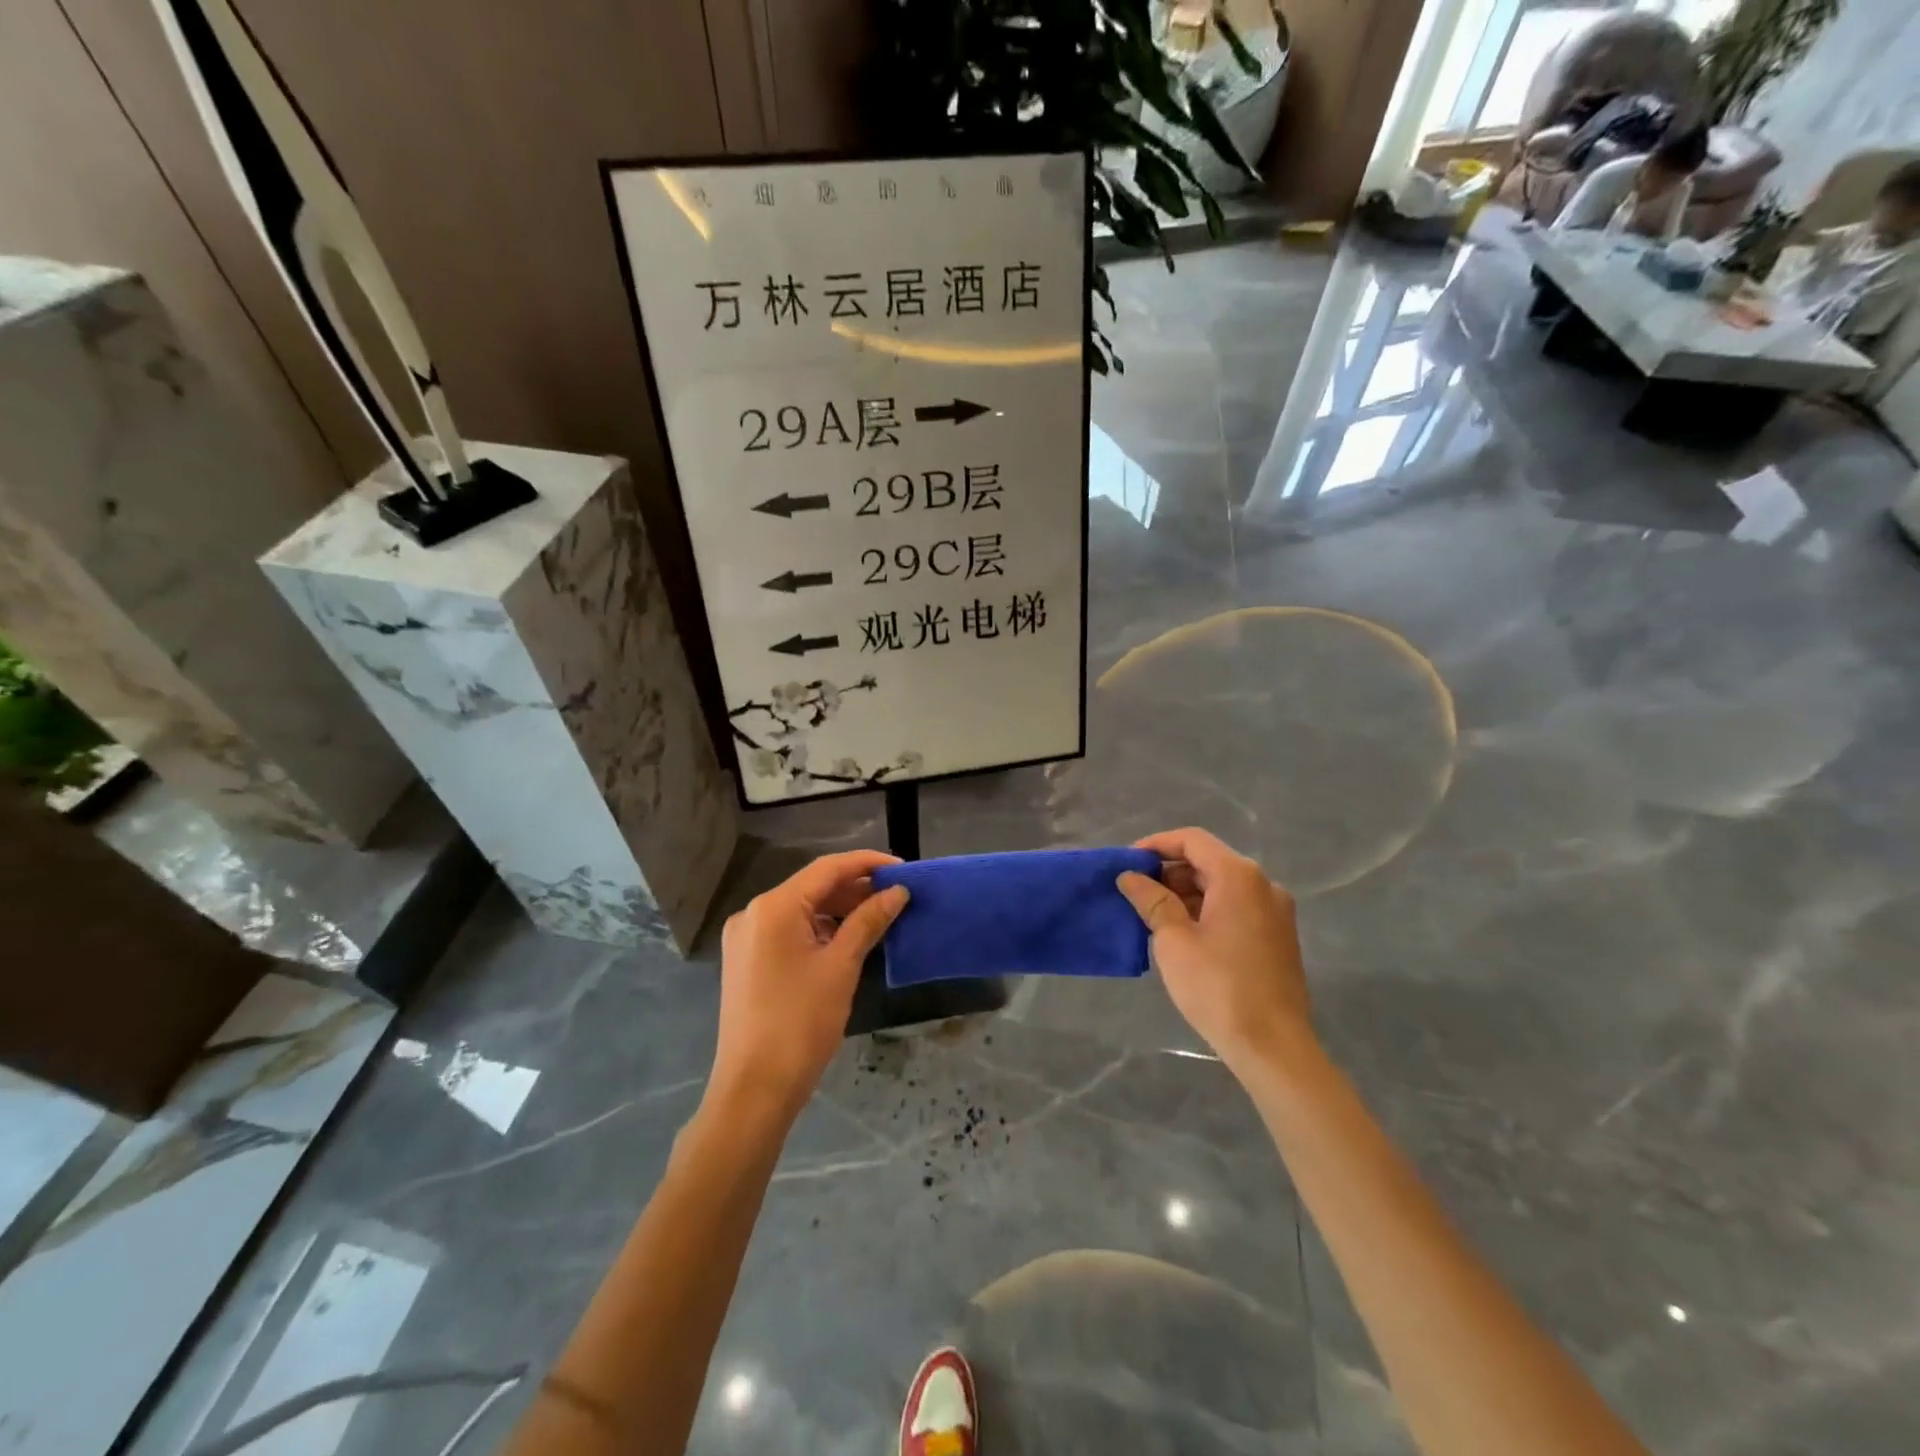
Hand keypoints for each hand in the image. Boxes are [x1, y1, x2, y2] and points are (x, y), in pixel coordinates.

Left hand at [710, 850, 907, 1122]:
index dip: (867, 864)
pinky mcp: (747, 961)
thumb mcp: (841, 966)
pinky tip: (848, 939)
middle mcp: (753, 913)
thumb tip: (898, 892)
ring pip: (801, 910)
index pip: (827, 869)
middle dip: (855, 889)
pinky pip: (789, 931)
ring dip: (839, 910)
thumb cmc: (801, 1022)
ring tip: (879, 916)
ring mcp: (746, 938)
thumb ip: (869, 921)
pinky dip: (820, 930)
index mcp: (772, 907)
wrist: (754, 1089)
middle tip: (896, 896)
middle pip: (812, 887)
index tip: (903, 868)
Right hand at [1117, 828, 1310, 1072]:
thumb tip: (1130, 876)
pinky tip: (1182, 935)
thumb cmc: (1217, 986)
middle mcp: (1263, 885)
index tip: (1127, 863)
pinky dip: (1206, 911)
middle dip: (1169, 872)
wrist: (1273, 1046)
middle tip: (1135, 893)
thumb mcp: (1173, 940)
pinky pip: (1236, 908)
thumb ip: (1151, 900)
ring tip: (1152, 916)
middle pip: (1208, 861)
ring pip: (1222, 886)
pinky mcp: (1277, 937)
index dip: (1156, 845)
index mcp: (1239, 876)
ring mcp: (1275, 912)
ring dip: (1185, 893)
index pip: (1192, 840)